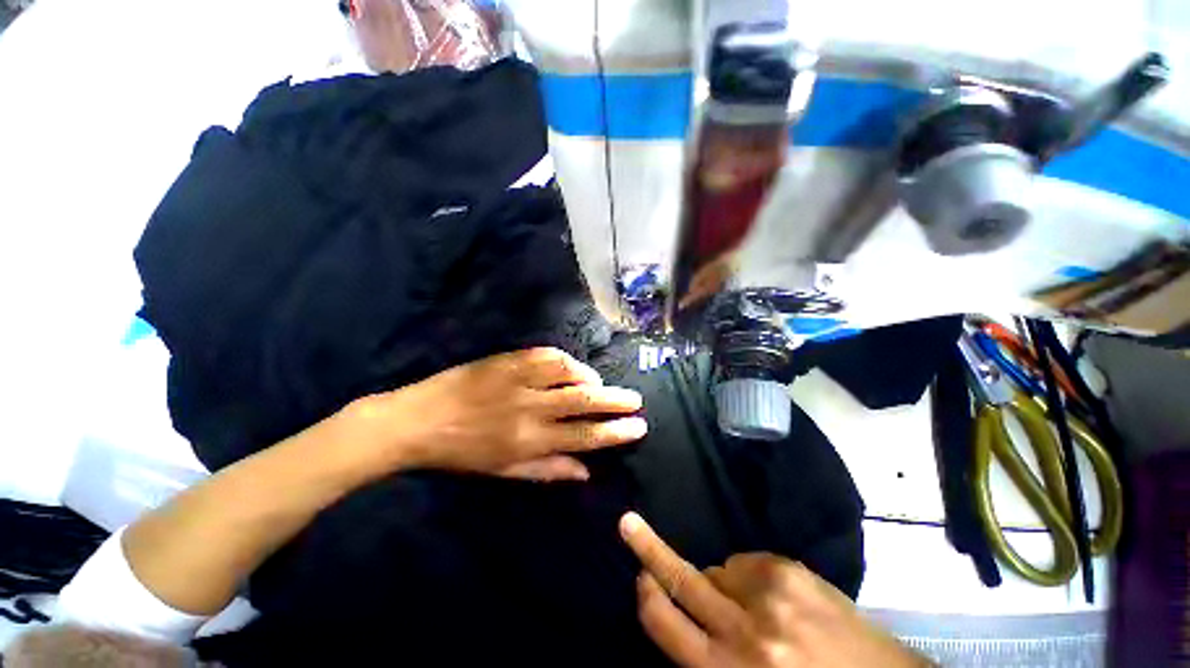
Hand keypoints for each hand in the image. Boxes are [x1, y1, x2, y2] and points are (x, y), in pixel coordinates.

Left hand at [352, 348, 646, 481]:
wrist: (418, 420)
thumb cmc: (462, 453)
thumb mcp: (504, 471)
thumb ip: (548, 471)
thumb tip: (586, 471)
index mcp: (530, 442)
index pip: (585, 437)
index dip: (615, 432)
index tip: (638, 426)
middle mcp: (531, 410)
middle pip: (584, 403)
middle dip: (616, 401)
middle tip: (636, 400)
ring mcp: (519, 381)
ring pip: (569, 374)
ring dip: (591, 379)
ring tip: (600, 384)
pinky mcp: (508, 360)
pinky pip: (548, 355)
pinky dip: (567, 361)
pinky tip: (573, 367)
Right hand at [619, 513, 932, 667]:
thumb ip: (712, 657)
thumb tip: (687, 619)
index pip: (668, 625)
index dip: (648, 598)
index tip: (637, 576)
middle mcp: (745, 629)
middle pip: (683, 579)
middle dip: (649, 550)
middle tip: (627, 523)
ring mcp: (771, 594)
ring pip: (719, 569)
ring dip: (723, 583)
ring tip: (755, 607)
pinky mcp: (792, 571)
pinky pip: (749, 562)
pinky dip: (751, 577)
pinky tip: (776, 597)